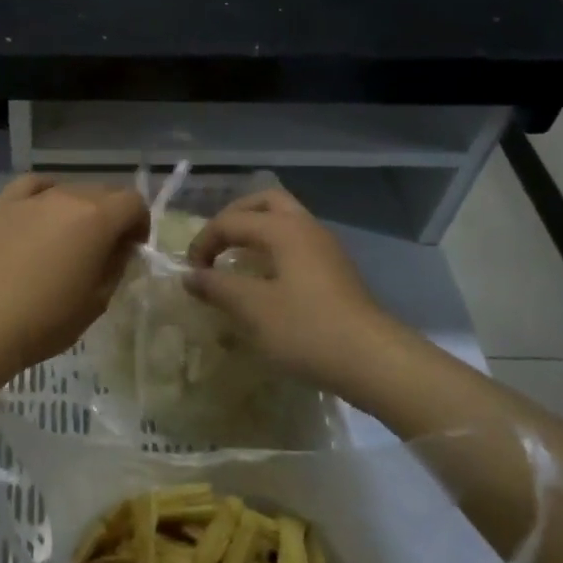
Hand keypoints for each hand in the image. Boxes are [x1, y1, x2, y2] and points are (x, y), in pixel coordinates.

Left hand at [0, 176, 149, 367]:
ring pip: (69, 189)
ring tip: (69, 237)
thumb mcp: (98, 300)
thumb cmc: (46, 320)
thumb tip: (119, 246)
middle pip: (103, 191)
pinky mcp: (2, 204)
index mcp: (97, 219)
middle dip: (112, 214)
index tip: (132, 248)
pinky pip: (33, 186)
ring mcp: (32, 198)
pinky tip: (42, 213)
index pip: (133, 202)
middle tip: (104, 247)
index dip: (140, 223)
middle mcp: (67, 197)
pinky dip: (46, 194)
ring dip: (80, 208)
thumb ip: (116, 265)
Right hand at [185, 188, 396, 391]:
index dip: (203, 242)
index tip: (190, 272)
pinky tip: (264, 277)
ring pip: (284, 220)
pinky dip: (272, 247)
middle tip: (214, 244)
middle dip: (233, 217)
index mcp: (283, 229)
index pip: (230, 221)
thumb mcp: (252, 309)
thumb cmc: (306, 329)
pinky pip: (296, 242)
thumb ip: (216, 287)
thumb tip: (189, 276)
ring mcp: (325, 247)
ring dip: (255, 231)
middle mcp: (305, 227)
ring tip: (234, 258)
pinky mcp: (335, 270)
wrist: (373, 360)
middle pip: (264, 202)